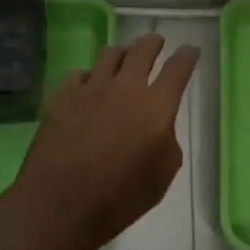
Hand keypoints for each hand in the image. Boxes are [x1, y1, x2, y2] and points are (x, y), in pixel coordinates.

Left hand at [5, 33, 198, 249]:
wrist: (59, 206)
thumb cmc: (118, 199)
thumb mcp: (161, 177)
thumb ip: (167, 140)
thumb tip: (159, 125)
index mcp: (156, 106)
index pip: (178, 68)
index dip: (186, 56)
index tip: (190, 50)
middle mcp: (127, 87)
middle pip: (143, 49)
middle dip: (153, 42)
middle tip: (156, 43)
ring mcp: (92, 87)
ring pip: (111, 53)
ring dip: (122, 54)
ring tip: (122, 60)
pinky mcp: (64, 95)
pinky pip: (81, 74)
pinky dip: (89, 78)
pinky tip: (88, 88)